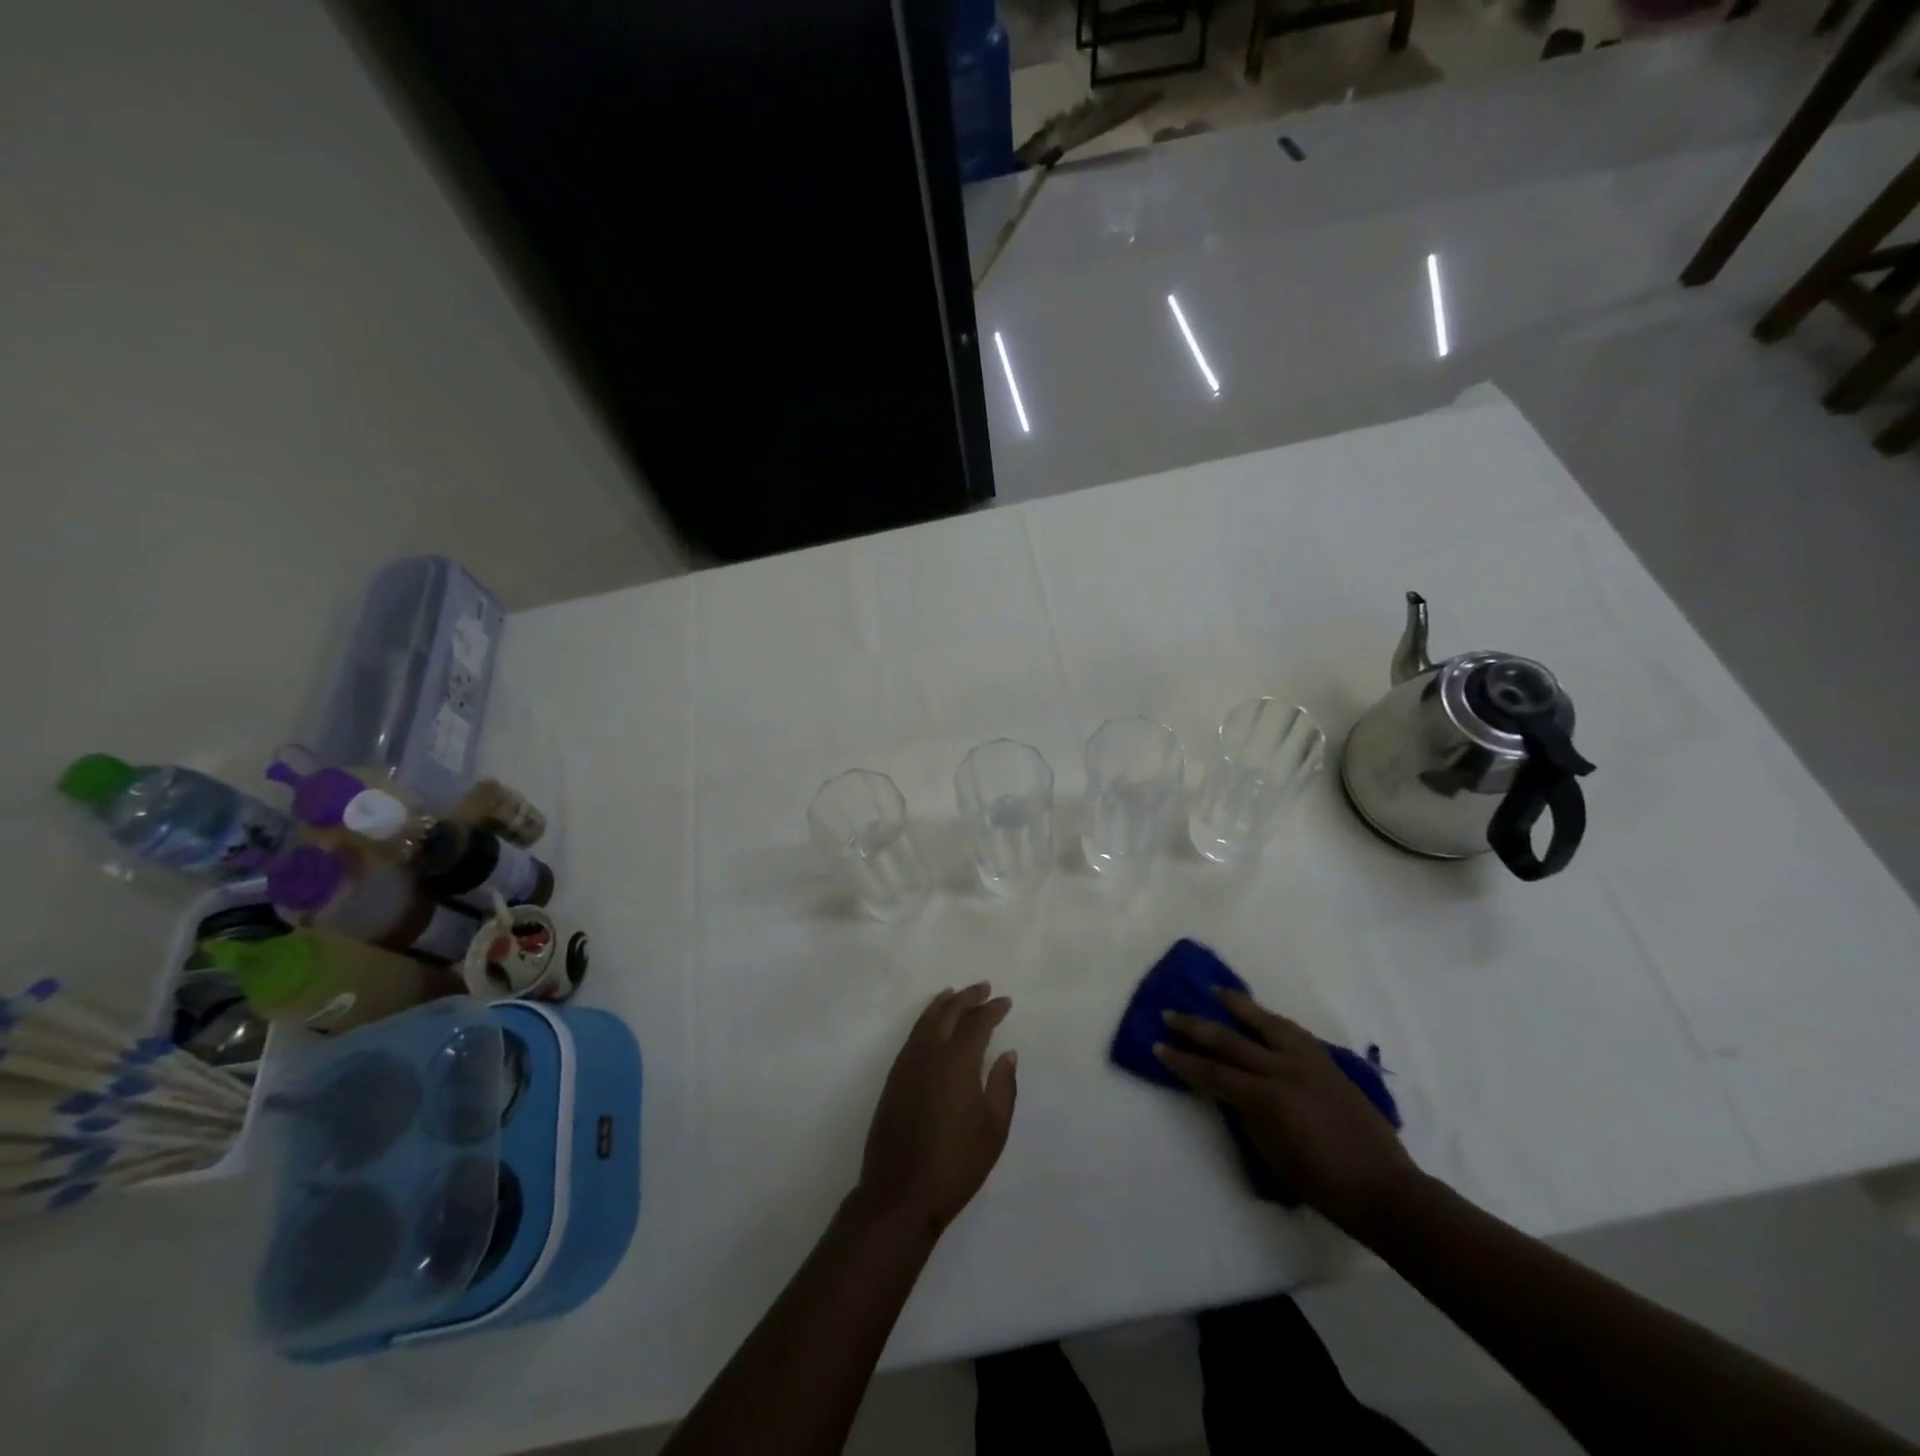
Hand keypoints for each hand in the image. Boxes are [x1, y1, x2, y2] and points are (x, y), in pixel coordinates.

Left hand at [858, 983, 1017, 1235]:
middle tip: (984, 987)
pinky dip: (926, 1020)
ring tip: (956, 993)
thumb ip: (1003, 1085)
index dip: (992, 1009)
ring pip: (926, 1020)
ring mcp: (907, 1063)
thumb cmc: (956, 1164)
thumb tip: (1007, 1052)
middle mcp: (929, 1053)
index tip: (1006, 1002)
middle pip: (948, 1012)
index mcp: (957, 1061)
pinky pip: (913, 1035)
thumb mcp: (993, 1129)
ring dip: (944, 1003)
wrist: (900, 1193)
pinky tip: (932, 1024)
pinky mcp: (894, 1078)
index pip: (977, 1022)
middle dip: (968, 997)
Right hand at [1156, 989, 1417, 1234]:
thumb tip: (1228, 1091)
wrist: (1384, 1189)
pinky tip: (1262, 1015)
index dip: (1182, 1061)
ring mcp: (1308, 1061)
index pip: (1212, 1072)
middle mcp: (1284, 1069)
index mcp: (1266, 1098)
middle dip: (1195, 1027)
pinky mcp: (1327, 1062)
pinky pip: (1292, 1031)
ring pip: (1265, 1022)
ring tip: (1216, 991)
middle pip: (1230, 1041)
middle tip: (1170, 1014)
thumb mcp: (1271, 1154)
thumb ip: (1246, 1115)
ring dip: (1237, 1006)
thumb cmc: (1322, 1184)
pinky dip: (1270, 1019)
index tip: (1158, 1046)